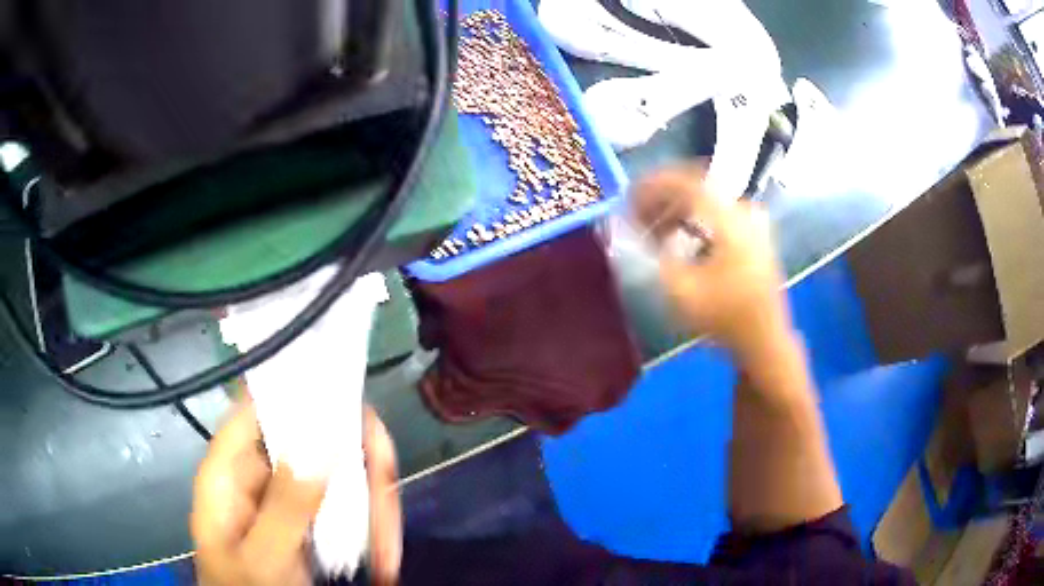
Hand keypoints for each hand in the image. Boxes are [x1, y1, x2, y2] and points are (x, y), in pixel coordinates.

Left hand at [191, 401, 401, 585]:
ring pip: (339, 469)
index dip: (298, 390)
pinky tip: (381, 554)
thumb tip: (320, 443)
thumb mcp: (263, 558)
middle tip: (386, 499)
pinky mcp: (308, 512)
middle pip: (312, 436)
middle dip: (357, 465)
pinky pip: (347, 499)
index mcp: (228, 470)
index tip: (348, 397)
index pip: (257, 404)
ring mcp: (285, 492)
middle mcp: (257, 470)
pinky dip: (371, 523)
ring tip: (387, 552)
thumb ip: (284, 506)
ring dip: (372, 505)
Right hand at [631, 165, 790, 362]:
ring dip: (677, 211)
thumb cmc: (724, 317)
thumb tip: (626, 228)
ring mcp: (752, 222)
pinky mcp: (753, 235)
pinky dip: (694, 220)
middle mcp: (743, 211)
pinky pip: (717, 214)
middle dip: (662, 199)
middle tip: (636, 216)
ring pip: (705, 202)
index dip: (652, 186)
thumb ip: (650, 253)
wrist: (764, 339)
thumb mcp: (681, 290)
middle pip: (695, 188)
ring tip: (652, 230)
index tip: (628, 198)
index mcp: (729, 218)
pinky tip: (678, 239)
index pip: (685, 183)